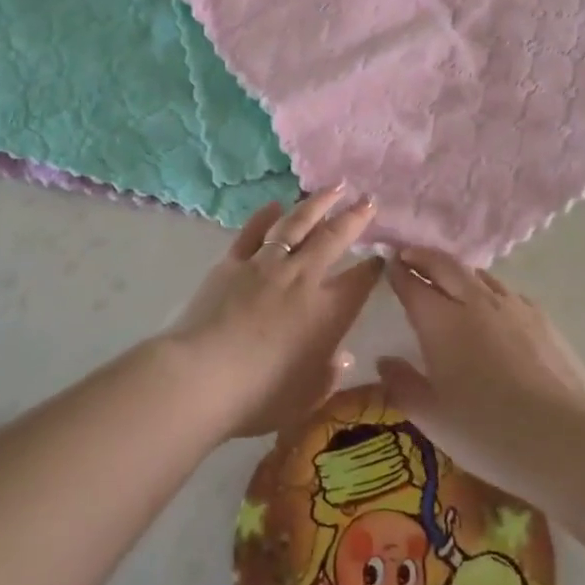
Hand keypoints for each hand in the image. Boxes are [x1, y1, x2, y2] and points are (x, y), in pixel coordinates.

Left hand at [170, 186, 382, 437]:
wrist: (201, 376)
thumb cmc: (259, 396)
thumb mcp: (305, 397)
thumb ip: (327, 376)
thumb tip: (341, 358)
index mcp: (327, 312)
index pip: (360, 281)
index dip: (374, 267)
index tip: (382, 255)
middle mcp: (301, 278)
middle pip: (333, 238)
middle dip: (355, 217)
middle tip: (368, 199)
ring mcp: (265, 265)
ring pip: (296, 224)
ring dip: (317, 203)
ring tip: (332, 188)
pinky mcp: (232, 262)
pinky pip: (252, 232)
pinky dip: (265, 216)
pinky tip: (275, 204)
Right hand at [377, 247, 584, 494]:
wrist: (567, 440)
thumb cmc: (488, 433)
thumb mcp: (433, 418)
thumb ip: (403, 385)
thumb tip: (384, 361)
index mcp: (441, 322)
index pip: (412, 284)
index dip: (397, 273)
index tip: (387, 264)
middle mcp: (474, 302)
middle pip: (444, 265)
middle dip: (422, 256)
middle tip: (408, 255)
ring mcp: (512, 306)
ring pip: (477, 274)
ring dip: (456, 270)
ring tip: (447, 277)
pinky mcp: (542, 318)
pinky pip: (505, 291)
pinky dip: (487, 289)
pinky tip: (491, 307)